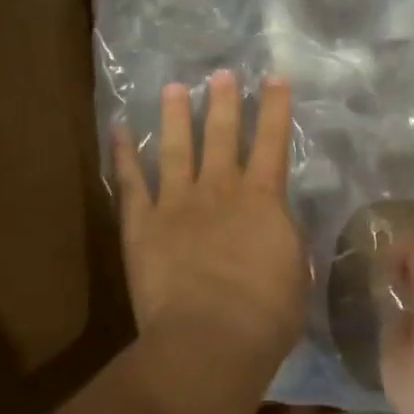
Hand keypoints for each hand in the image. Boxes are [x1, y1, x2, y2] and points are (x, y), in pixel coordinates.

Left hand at [113, 71, 307, 366]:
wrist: (210, 339)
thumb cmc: (266, 315)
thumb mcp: (296, 273)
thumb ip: (286, 240)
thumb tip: (279, 224)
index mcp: (263, 199)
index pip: (273, 142)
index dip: (275, 108)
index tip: (275, 78)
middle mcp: (219, 189)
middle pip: (221, 134)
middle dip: (223, 101)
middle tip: (220, 74)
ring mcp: (176, 202)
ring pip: (175, 147)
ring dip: (175, 116)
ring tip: (173, 88)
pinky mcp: (142, 223)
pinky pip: (130, 181)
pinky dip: (122, 153)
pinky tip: (117, 129)